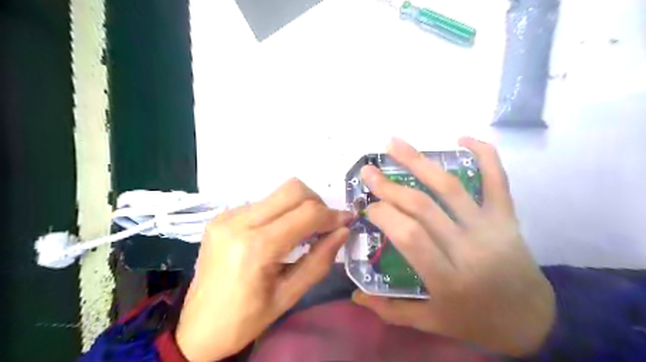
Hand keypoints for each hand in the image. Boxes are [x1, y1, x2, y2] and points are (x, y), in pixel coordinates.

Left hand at [176, 178, 352, 361]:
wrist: (196, 328)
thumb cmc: (245, 320)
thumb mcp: (289, 296)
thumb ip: (319, 260)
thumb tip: (343, 231)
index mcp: (256, 248)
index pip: (306, 214)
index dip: (332, 215)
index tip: (347, 221)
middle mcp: (238, 222)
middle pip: (292, 190)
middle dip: (317, 203)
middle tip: (324, 225)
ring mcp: (226, 217)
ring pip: (277, 193)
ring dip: (299, 206)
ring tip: (304, 230)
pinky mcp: (221, 217)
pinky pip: (261, 203)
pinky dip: (279, 212)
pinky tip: (278, 233)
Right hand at [352, 138, 558, 356]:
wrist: (534, 320)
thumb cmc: (477, 321)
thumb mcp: (432, 322)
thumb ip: (391, 311)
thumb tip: (355, 295)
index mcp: (448, 278)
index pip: (409, 236)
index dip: (384, 215)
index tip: (369, 207)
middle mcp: (469, 249)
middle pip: (423, 207)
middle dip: (389, 186)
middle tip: (368, 171)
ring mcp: (491, 228)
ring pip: (450, 187)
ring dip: (419, 162)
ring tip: (394, 143)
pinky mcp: (507, 217)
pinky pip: (497, 180)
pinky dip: (484, 154)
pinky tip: (462, 138)